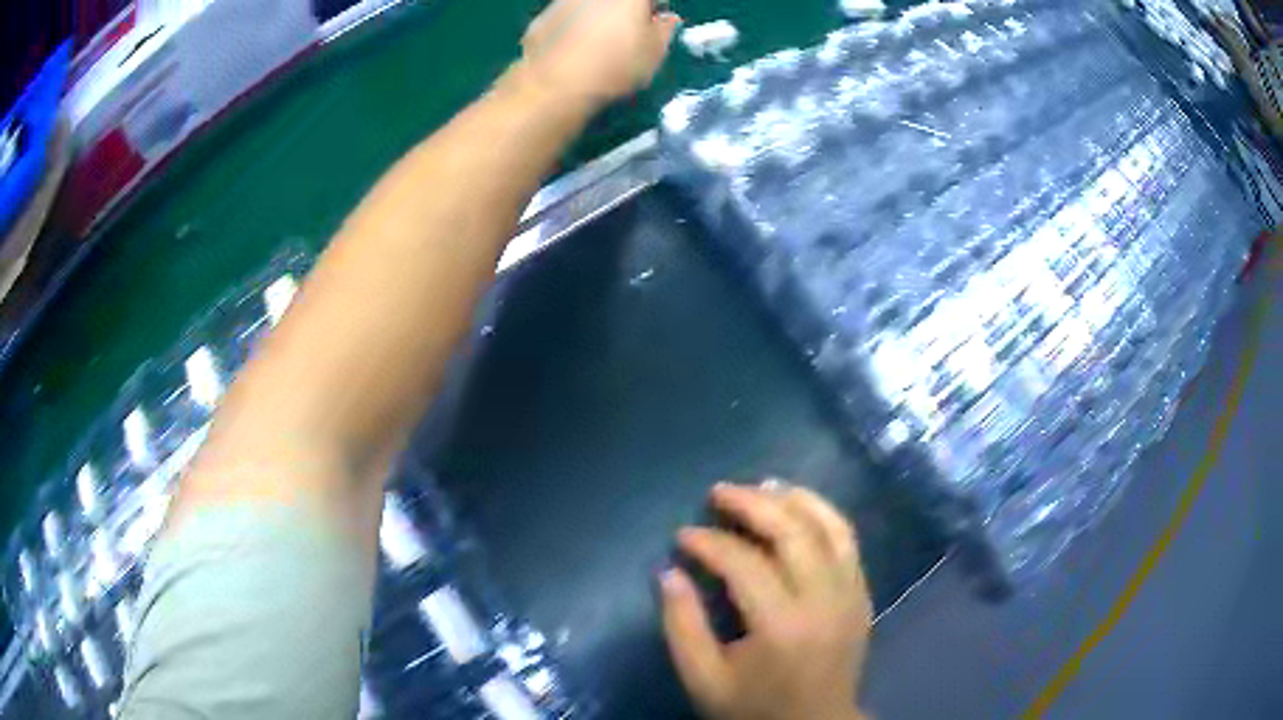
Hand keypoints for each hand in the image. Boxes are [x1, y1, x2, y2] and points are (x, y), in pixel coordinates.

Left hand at [517, 0, 679, 107]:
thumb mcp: (655, 52)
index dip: (655, 7)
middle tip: (630, 31)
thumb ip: (664, 29)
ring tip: (601, 43)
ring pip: (590, 6)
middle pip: (618, 0)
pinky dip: (574, 26)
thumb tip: (665, 19)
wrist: (555, 83)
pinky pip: (567, 16)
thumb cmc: (616, 64)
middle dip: (626, 10)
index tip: (656, 20)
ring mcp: (566, 0)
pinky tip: (575, 50)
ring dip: (599, 16)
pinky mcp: (543, 15)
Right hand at [661, 482, 872, 719]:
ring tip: (760, 486)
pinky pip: (848, 539)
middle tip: (718, 492)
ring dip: (794, 498)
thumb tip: (669, 572)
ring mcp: (851, 593)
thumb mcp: (703, 680)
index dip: (709, 542)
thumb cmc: (754, 709)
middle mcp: (825, 600)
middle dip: (752, 503)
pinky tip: (798, 507)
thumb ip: (681, 626)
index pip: (745, 563)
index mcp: (782, 627)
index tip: (682, 535)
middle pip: (793, 531)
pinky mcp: (862, 593)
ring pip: (830, 525)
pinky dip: (823, 514)